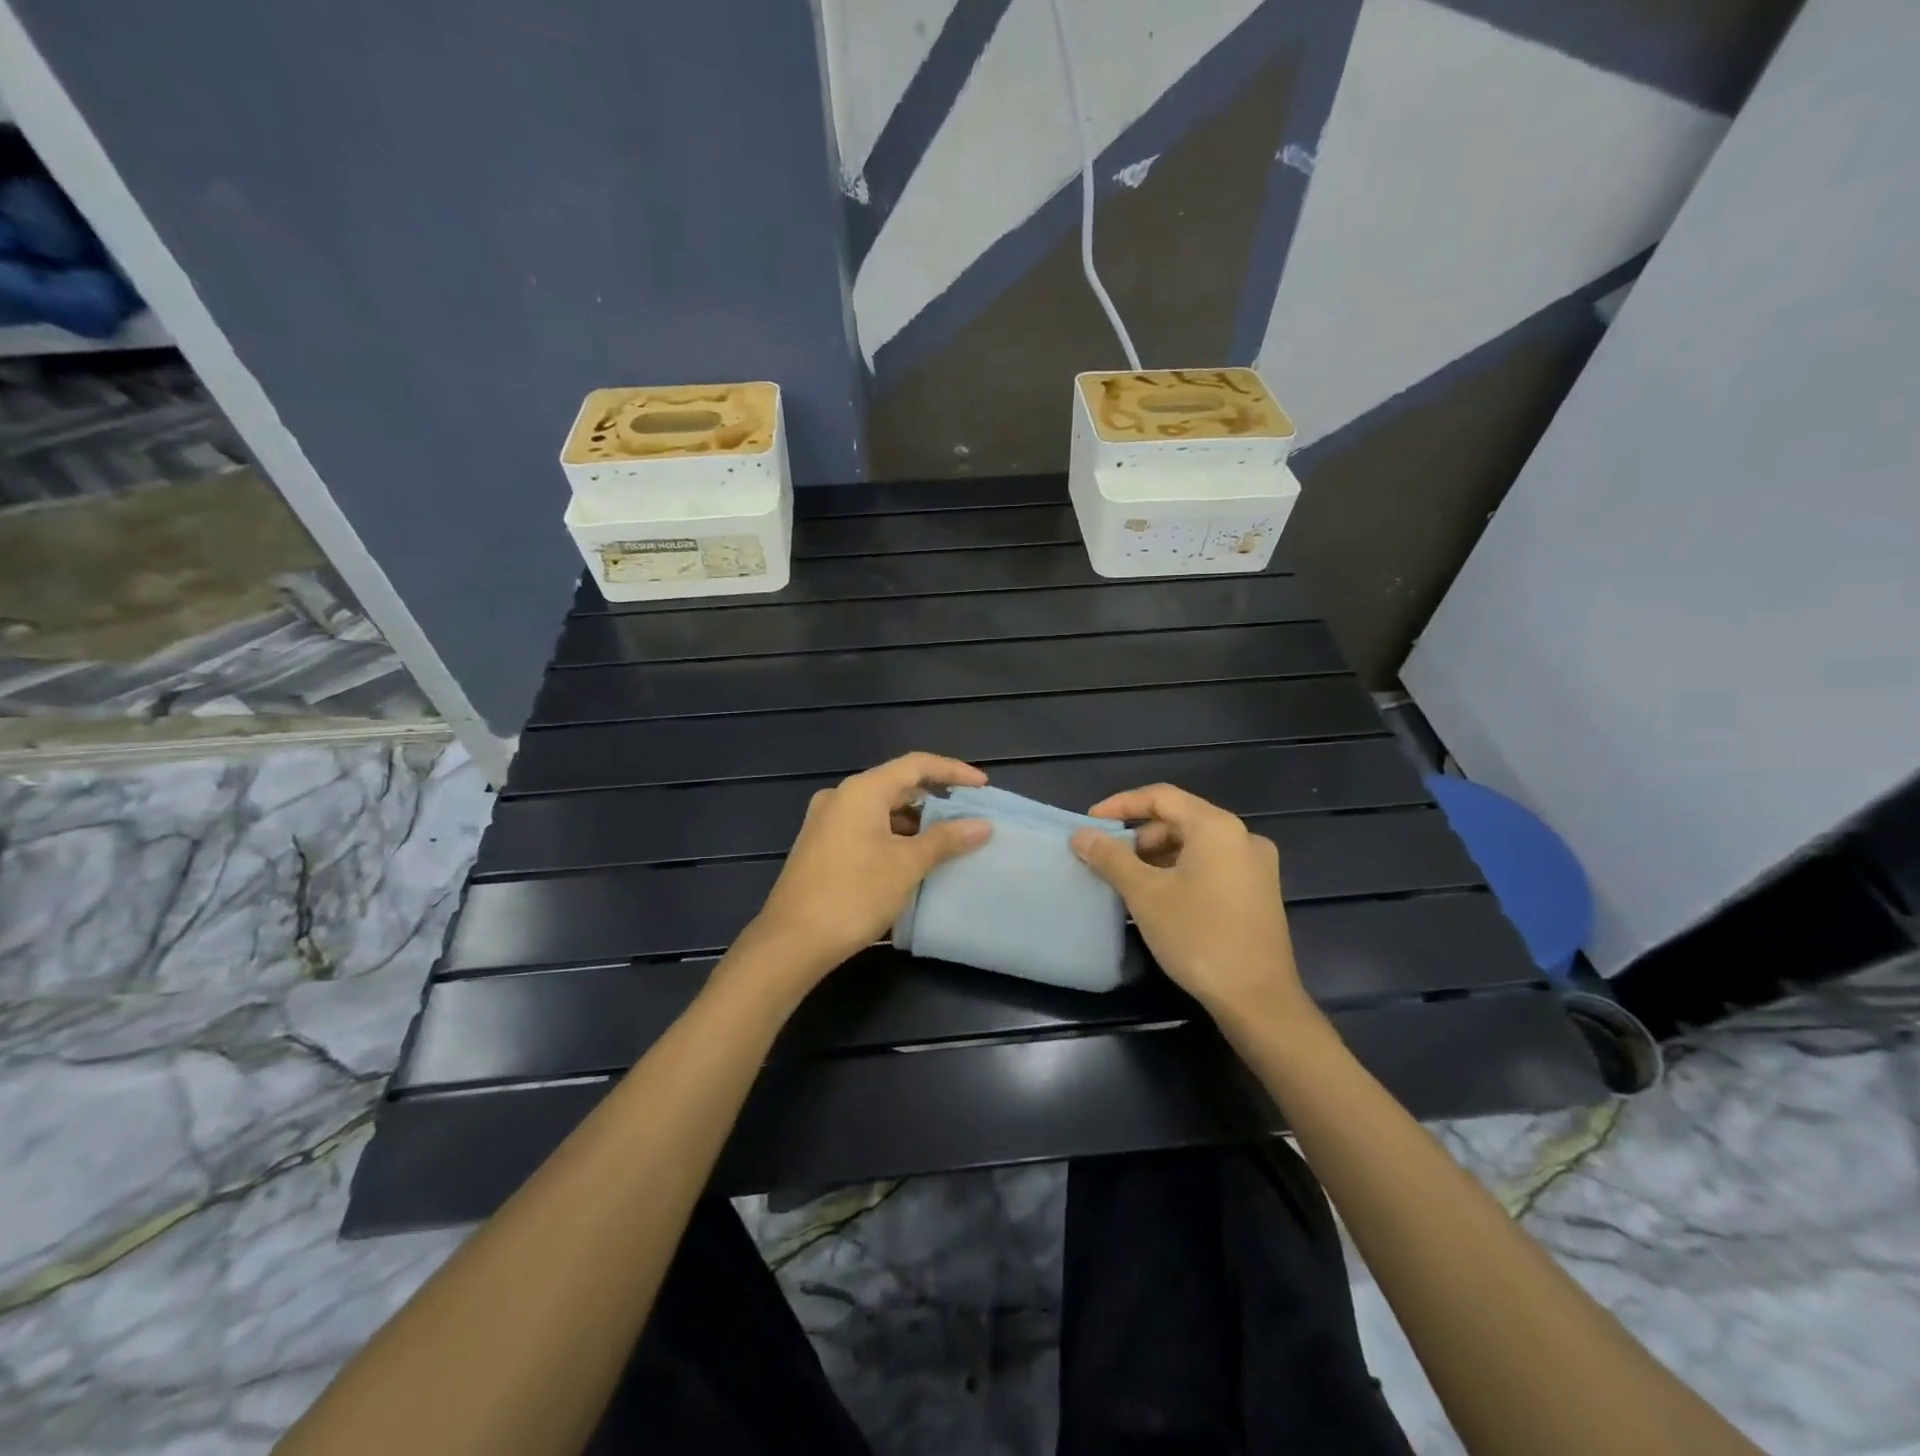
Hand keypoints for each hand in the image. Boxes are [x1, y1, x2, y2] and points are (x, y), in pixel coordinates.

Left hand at [742, 752, 991, 983]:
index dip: (953, 771)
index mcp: (862, 790)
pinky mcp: (820, 845)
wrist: (791, 941)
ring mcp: (826, 821)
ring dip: (914, 820)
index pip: (916, 765)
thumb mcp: (907, 865)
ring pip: (881, 808)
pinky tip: (911, 857)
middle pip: (897, 784)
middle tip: (968, 814)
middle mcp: (841, 796)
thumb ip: (946, 839)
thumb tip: (982, 825)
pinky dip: (893, 834)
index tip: (983, 787)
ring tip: (947, 839)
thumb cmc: (854, 894)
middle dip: (935, 797)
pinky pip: (866, 827)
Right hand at [1070, 784, 1308, 1023]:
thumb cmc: (1198, 936)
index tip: (1091, 823)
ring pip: (1196, 845)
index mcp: (1217, 827)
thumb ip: (1110, 857)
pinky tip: (1160, 897)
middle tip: (1108, 858)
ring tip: (1128, 880)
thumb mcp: (1145, 894)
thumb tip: (1080, 835)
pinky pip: (1212, 865)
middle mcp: (1243, 837)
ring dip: (1158, 855)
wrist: (1258, 999)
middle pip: (1180, 819)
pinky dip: (1181, 871)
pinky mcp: (1259, 892)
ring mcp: (1255, 866)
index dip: (1121, 805)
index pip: (1162, 797)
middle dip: (1139, 835)